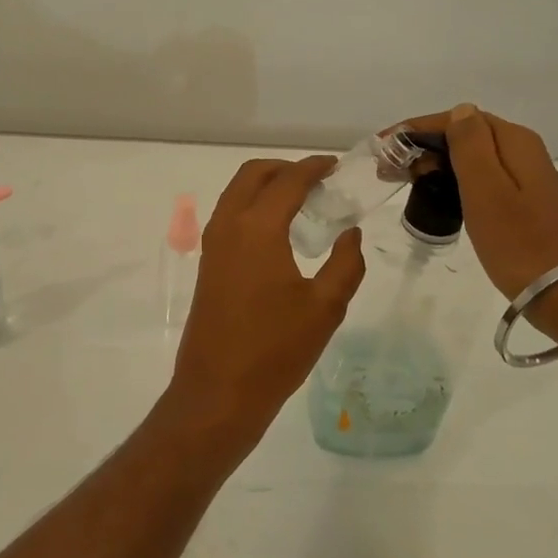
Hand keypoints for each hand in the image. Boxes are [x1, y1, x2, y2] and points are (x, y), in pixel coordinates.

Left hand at [162, 156, 366, 454]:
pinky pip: (230, 216)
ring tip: (301, 202)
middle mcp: (229, 226)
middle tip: (318, 180)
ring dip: (266, 186)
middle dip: (285, 169)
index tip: (335, 166)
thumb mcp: (325, 308)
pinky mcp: (207, 264)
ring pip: (236, 193)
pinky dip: (252, 207)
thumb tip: (350, 234)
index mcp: (258, 228)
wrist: (218, 391)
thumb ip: (345, 264)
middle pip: (253, 175)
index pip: (288, 181)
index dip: (314, 168)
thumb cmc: (276, 349)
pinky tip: (279, 232)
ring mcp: (212, 245)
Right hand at [404, 104, 557, 299]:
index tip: (383, 146)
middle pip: (465, 135)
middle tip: (388, 169)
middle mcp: (523, 151)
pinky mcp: (524, 201)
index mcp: (514, 142)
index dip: (417, 129)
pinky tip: (436, 193)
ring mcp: (525, 177)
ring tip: (404, 180)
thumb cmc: (517, 240)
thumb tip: (460, 111)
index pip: (458, 119)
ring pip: (471, 157)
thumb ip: (471, 145)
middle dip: (423, 145)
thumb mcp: (487, 189)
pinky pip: (481, 177)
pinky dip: (453, 179)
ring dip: (435, 163)